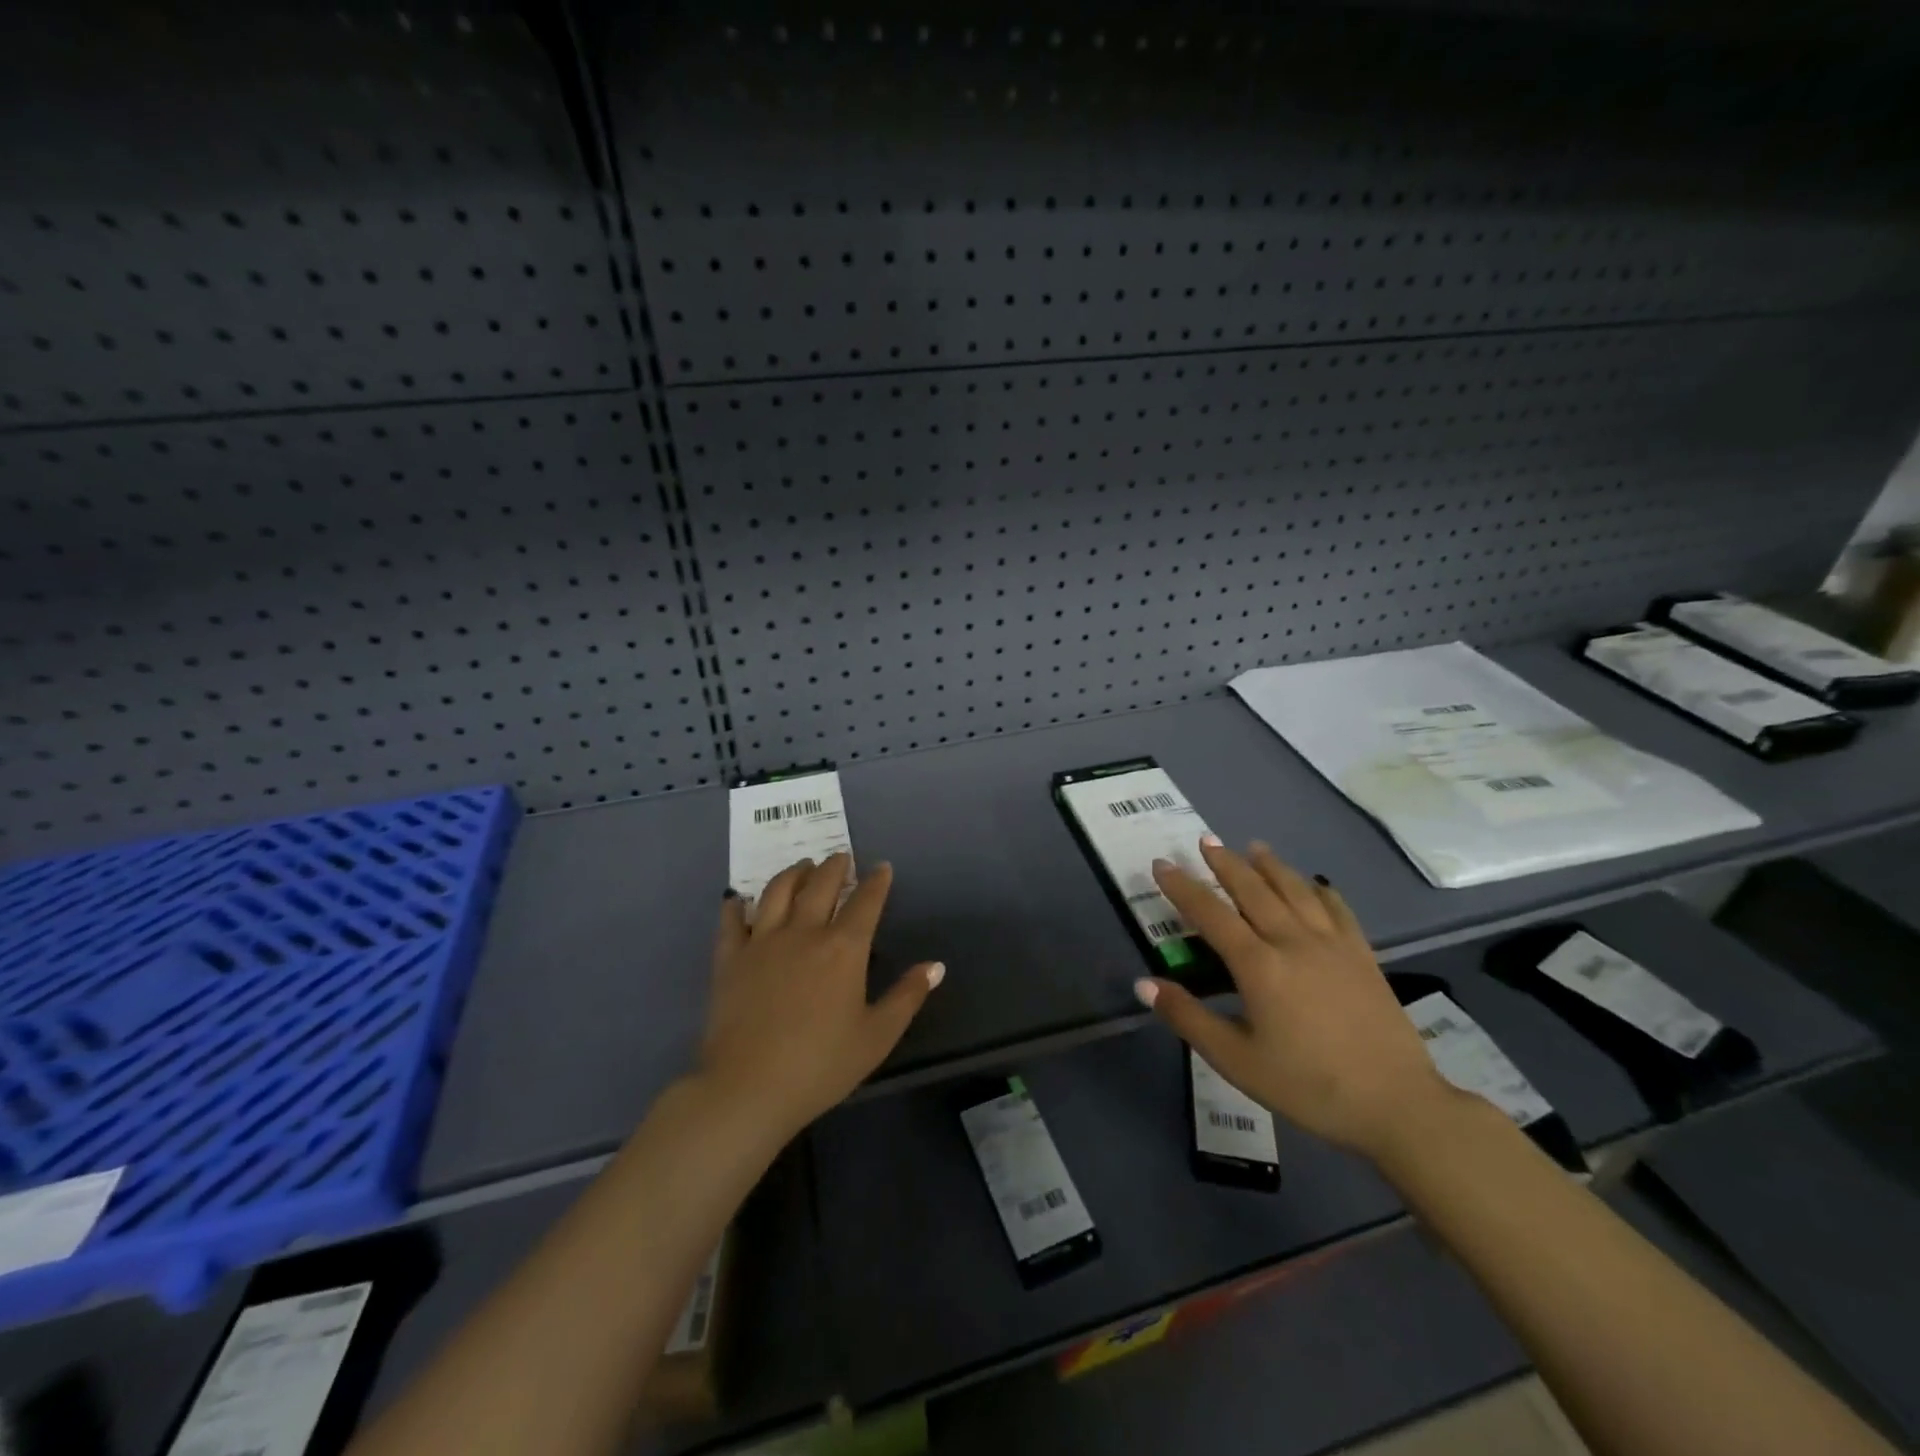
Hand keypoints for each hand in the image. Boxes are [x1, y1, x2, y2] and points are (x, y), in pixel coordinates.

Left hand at [700, 853, 942, 1140]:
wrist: (748, 1088)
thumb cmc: (821, 1066)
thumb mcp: (877, 1037)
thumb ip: (907, 996)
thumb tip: (936, 966)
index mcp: (844, 948)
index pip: (866, 902)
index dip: (877, 882)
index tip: (882, 868)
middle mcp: (804, 932)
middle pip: (821, 885)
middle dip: (835, 866)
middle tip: (841, 858)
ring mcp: (762, 941)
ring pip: (778, 891)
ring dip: (794, 873)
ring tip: (802, 867)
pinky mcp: (729, 958)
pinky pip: (731, 920)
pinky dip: (736, 905)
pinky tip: (738, 899)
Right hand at [1139, 837, 1450, 1160]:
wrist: (1397, 1104)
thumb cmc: (1308, 1086)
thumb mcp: (1236, 1060)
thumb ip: (1188, 1017)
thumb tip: (1143, 984)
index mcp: (1259, 965)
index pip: (1210, 914)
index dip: (1183, 887)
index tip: (1161, 864)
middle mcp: (1293, 942)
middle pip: (1253, 890)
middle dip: (1226, 863)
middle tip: (1206, 841)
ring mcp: (1333, 944)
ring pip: (1295, 890)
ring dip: (1271, 866)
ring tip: (1253, 847)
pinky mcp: (1363, 955)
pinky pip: (1337, 909)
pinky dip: (1320, 890)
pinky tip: (1314, 884)